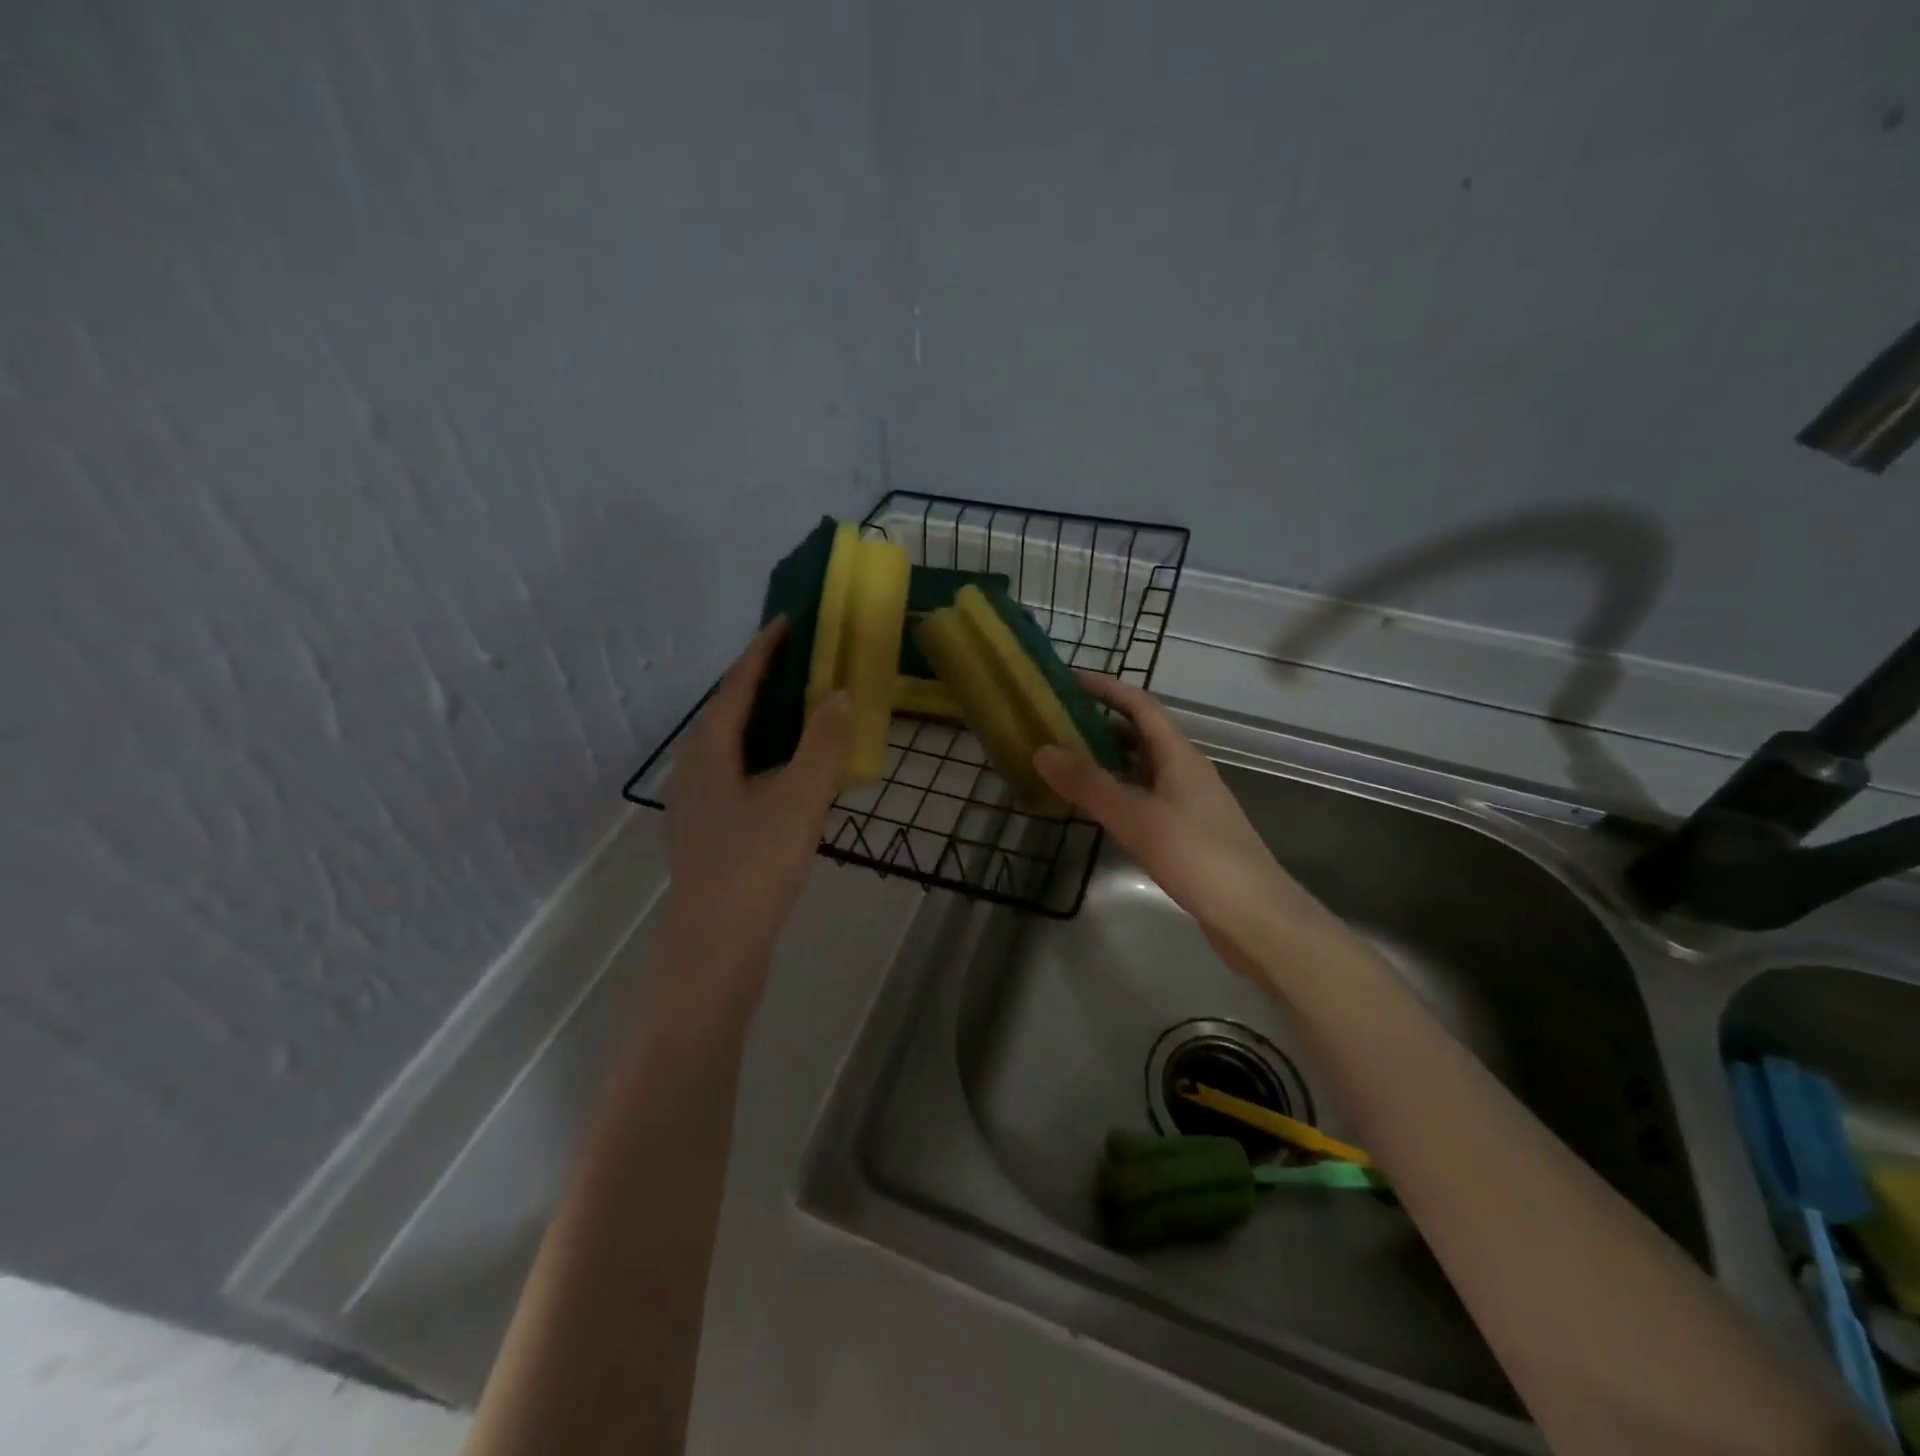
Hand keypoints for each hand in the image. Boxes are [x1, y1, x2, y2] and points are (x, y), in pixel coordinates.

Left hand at [650, 619, 852, 1020]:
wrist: (714, 953)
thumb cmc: (754, 870)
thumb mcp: (798, 802)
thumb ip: (822, 746)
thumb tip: (837, 694)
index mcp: (709, 755)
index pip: (736, 687)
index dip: (762, 653)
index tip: (787, 622)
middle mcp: (695, 773)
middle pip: (729, 714)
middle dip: (763, 685)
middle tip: (803, 663)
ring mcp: (698, 807)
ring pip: (733, 750)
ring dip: (766, 725)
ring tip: (803, 712)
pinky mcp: (710, 836)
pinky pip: (740, 778)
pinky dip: (767, 761)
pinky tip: (792, 779)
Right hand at [1033, 675, 1347, 980]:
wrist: (1256, 918)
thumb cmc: (1198, 857)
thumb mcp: (1137, 818)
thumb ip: (1089, 785)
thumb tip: (1042, 750)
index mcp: (1180, 756)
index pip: (1140, 706)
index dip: (1106, 688)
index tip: (1068, 679)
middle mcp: (1187, 771)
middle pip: (1141, 734)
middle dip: (1101, 723)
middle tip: (1056, 724)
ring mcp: (1190, 803)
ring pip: (1142, 769)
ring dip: (1108, 760)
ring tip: (1066, 763)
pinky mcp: (1189, 833)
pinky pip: (1146, 797)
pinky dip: (1118, 793)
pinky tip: (1097, 810)